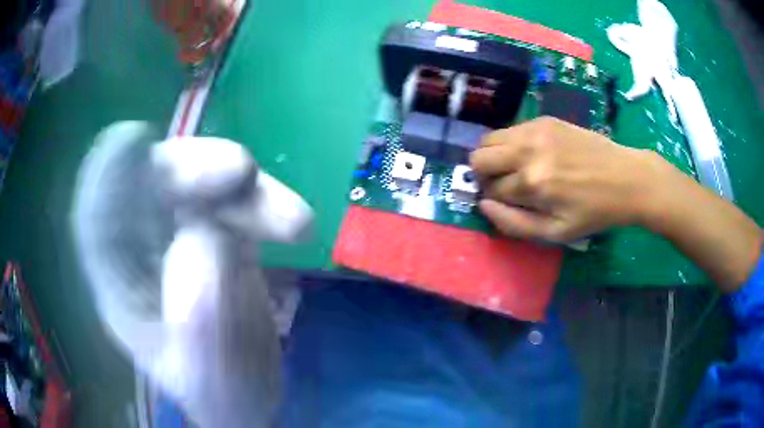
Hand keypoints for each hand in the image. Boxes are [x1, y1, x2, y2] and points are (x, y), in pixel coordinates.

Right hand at [470, 117, 668, 242]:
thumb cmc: (594, 212)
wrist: (626, 178)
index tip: (506, 202)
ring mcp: (535, 130)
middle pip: (479, 157)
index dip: (493, 198)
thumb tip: (484, 205)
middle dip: (484, 174)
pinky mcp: (545, 120)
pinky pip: (511, 129)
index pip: (490, 189)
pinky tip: (532, 155)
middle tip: (504, 184)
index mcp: (532, 183)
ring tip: (515, 168)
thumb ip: (514, 223)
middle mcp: (527, 151)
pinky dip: (511, 144)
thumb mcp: (556, 232)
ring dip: (494, 156)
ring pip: (489, 139)